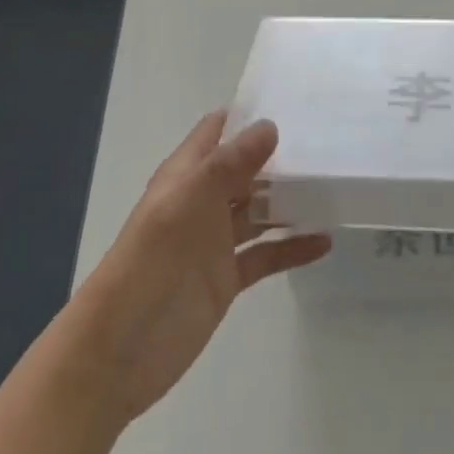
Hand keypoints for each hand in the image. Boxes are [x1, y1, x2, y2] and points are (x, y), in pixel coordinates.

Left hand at [53, 113, 331, 429]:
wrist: (119, 351)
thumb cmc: (149, 263)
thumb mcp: (188, 202)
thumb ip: (229, 164)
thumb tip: (270, 125)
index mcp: (187, 174)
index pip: (219, 130)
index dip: (251, 115)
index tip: (296, 102)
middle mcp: (203, 201)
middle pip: (247, 169)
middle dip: (282, 155)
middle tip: (331, 142)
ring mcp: (216, 241)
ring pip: (260, 209)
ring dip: (291, 200)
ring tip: (335, 188)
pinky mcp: (227, 278)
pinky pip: (266, 254)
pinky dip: (293, 247)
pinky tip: (325, 241)